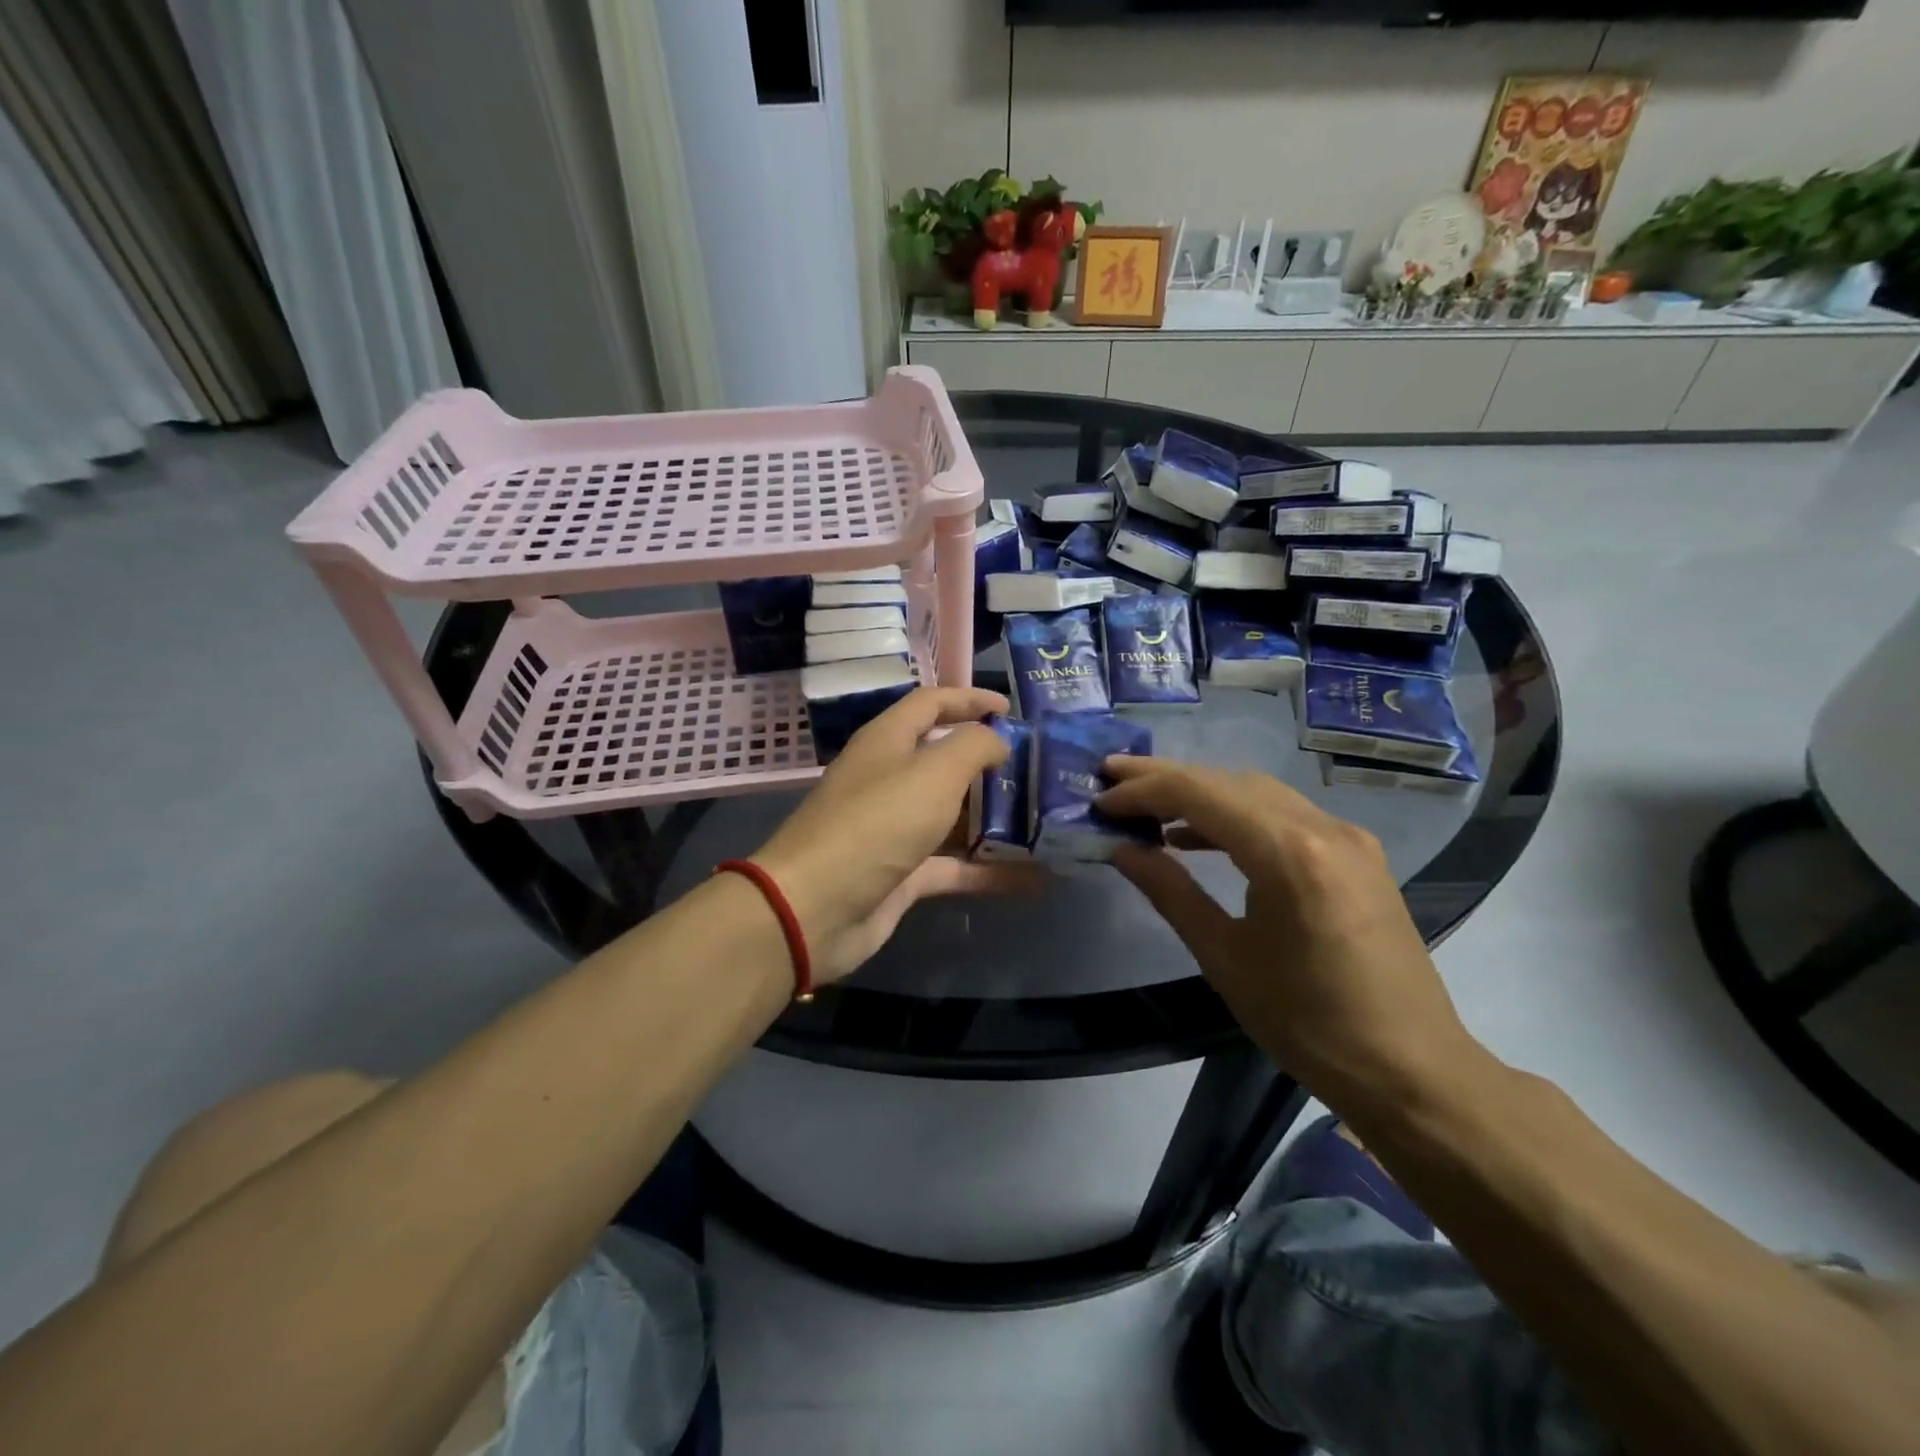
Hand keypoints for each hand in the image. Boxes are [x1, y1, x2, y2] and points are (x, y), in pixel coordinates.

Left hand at [752, 687, 1043, 983]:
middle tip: (1037, 769)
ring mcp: (894, 829)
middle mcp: (889, 779)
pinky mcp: (902, 874)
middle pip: (943, 760)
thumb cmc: (876, 823)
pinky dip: (989, 870)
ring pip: (952, 815)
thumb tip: (997, 740)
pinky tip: (1033, 878)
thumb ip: (973, 746)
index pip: (931, 704)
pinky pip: (954, 865)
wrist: (815, 908)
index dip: (970, 700)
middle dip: (989, 763)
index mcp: (888, 742)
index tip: (1011, 709)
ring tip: (1043, 820)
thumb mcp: (933, 772)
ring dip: (994, 819)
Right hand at [1098, 757, 1476, 1100]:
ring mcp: (1347, 837)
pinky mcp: (1356, 854)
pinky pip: (1283, 814)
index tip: (1100, 799)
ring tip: (1147, 805)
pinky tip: (1200, 836)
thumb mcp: (1224, 958)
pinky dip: (1236, 815)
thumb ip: (1169, 891)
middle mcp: (1323, 827)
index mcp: (1289, 854)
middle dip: (1165, 777)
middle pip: (1228, 781)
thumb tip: (1121, 849)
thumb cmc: (1308, 1023)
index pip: (1201, 794)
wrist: (1411, 1070)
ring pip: (1257, 792)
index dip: (1143, 790)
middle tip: (1111, 779)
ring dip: (1201, 792)